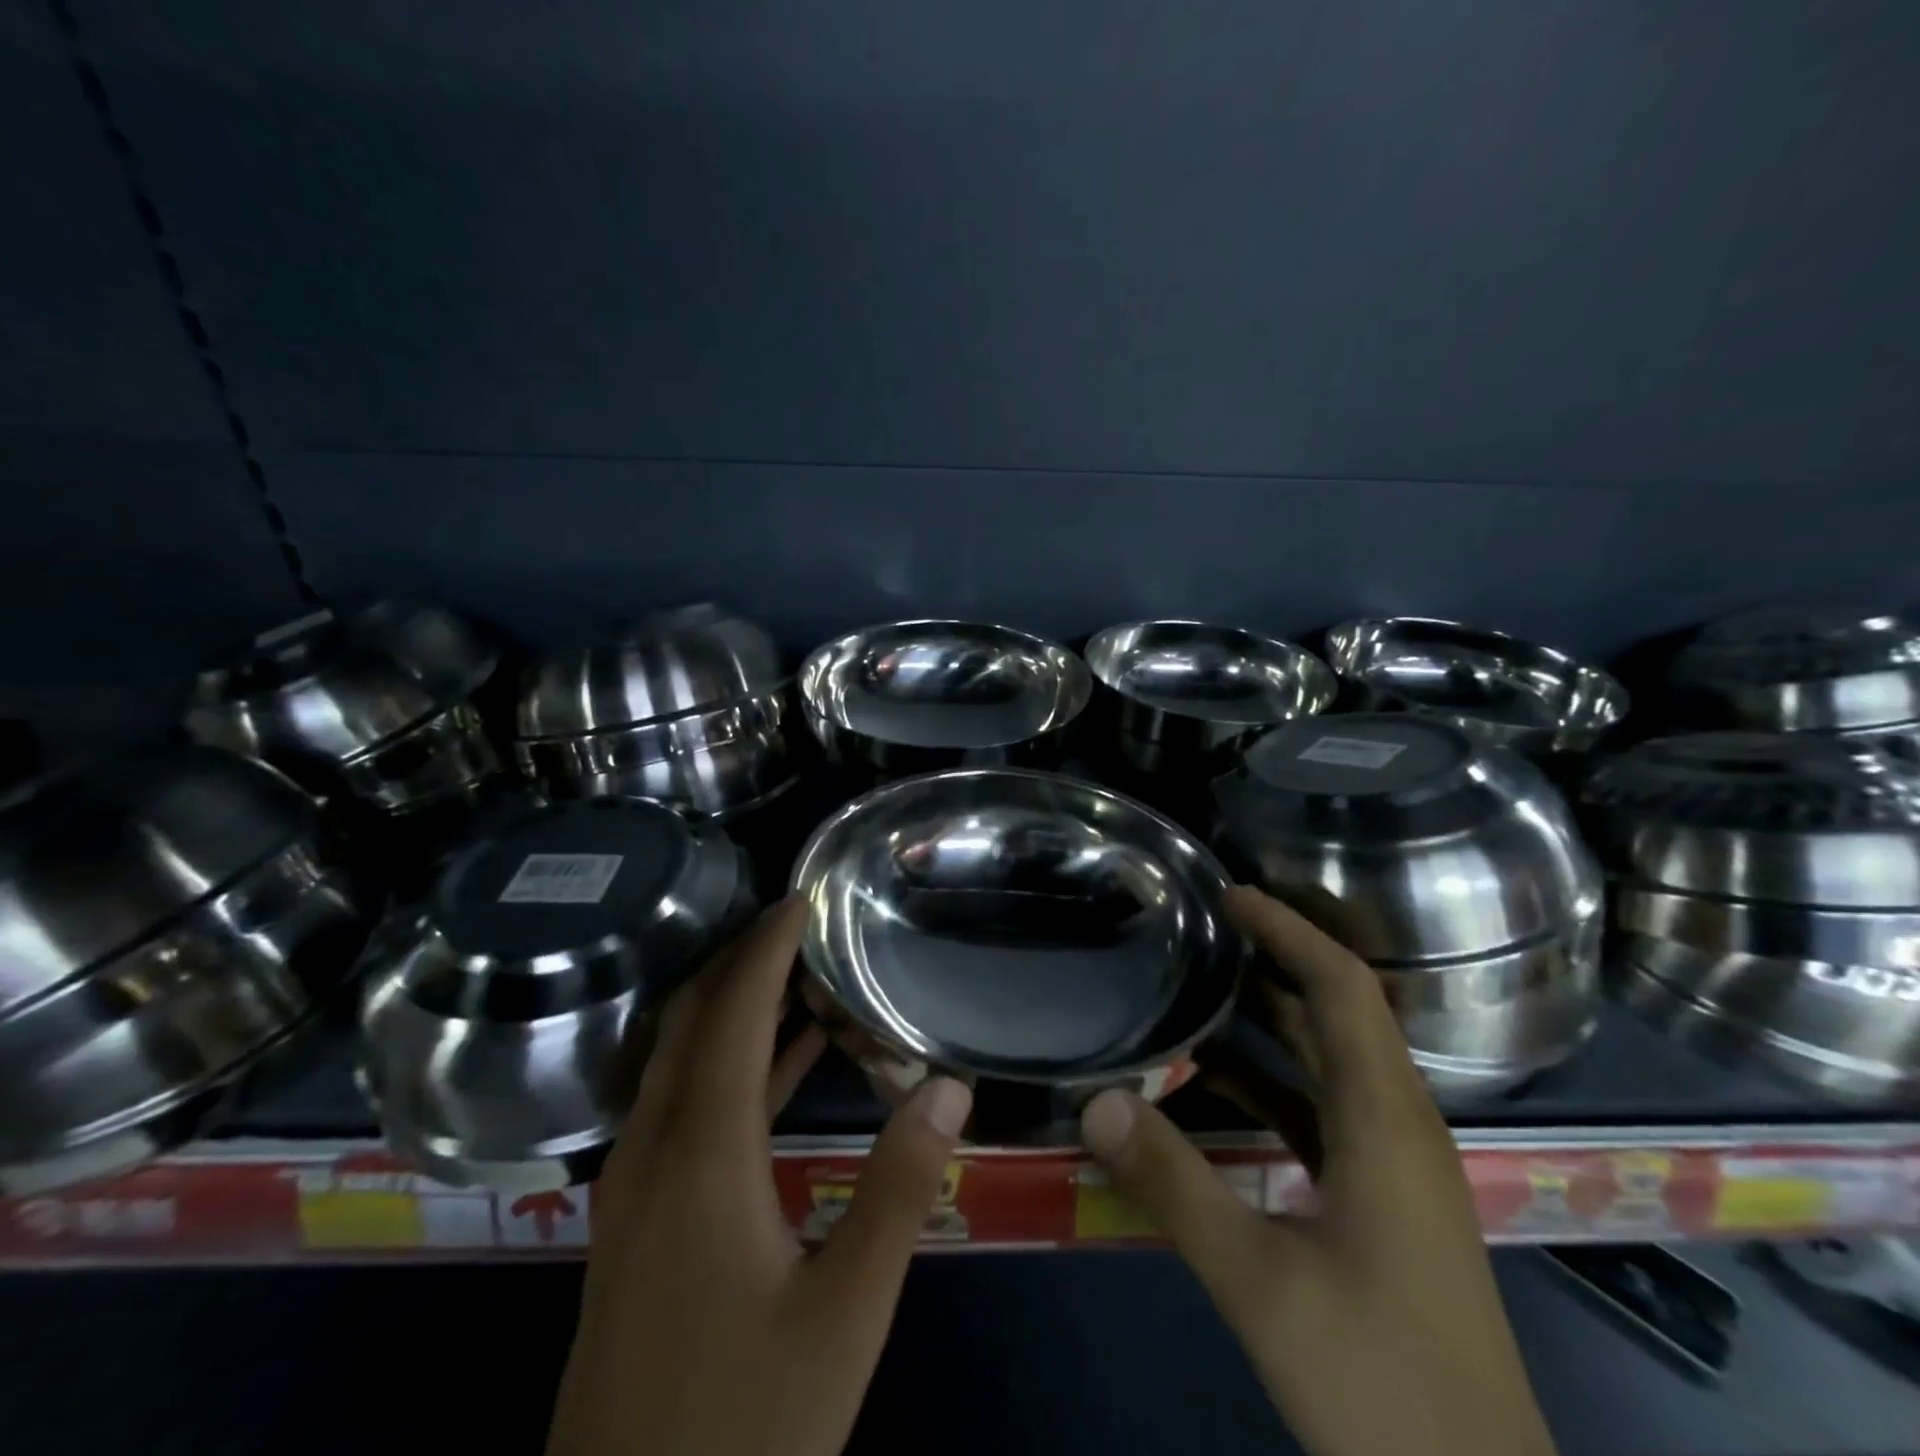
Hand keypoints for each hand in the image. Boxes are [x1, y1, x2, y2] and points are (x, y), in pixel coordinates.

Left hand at [546, 898, 973, 1455]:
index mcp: (699, 1155)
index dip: (766, 947)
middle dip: (741, 959)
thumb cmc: (744, 1424)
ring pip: (679, 1059)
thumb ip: (899, 1191)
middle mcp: (652, 1151)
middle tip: (803, 921)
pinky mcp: (636, 1219)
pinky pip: (682, 1104)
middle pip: (689, 1019)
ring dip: (733, 1007)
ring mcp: (633, 1187)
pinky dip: (729, 1064)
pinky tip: (782, 1062)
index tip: (803, 896)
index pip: (729, 1013)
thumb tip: (949, 1087)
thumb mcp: (845, 1313)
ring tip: (801, 972)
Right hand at [1078, 885, 1556, 1455]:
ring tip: (1200, 985)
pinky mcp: (1382, 1197)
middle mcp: (1399, 1124)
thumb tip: (1098, 1100)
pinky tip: (1217, 1084)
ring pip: (1331, 1060)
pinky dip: (1273, 1080)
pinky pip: (1323, 1108)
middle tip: (1202, 928)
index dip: (1289, 930)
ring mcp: (1394, 1164)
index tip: (1230, 895)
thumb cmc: (1380, 1381)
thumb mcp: (1260, 1282)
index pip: (1344, 988)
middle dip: (1276, 959)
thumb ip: (1174, 1184)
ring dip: (1273, 1017)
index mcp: (1385, 1120)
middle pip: (1340, 1012)